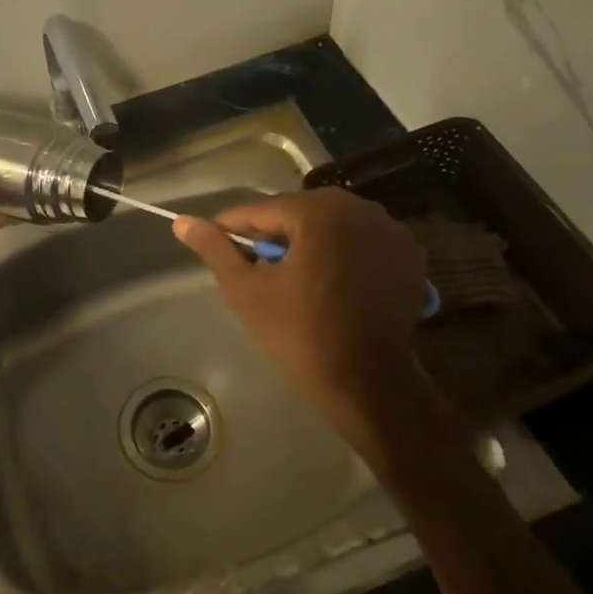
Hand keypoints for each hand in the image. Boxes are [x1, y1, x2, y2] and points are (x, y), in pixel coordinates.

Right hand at [175, 189, 460, 468]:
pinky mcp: (410, 255)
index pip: (261, 211)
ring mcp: (392, 231)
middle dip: (274, 238)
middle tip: (257, 273)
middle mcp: (361, 208)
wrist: (369, 385)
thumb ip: (215, 249)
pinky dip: (343, 255)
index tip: (215, 248)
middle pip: (299, 214)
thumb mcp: (247, 291)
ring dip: (309, 244)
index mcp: (320, 211)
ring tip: (293, 280)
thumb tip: (182, 222)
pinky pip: (361, 243)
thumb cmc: (301, 335)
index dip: (233, 229)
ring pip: (331, 227)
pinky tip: (332, 285)